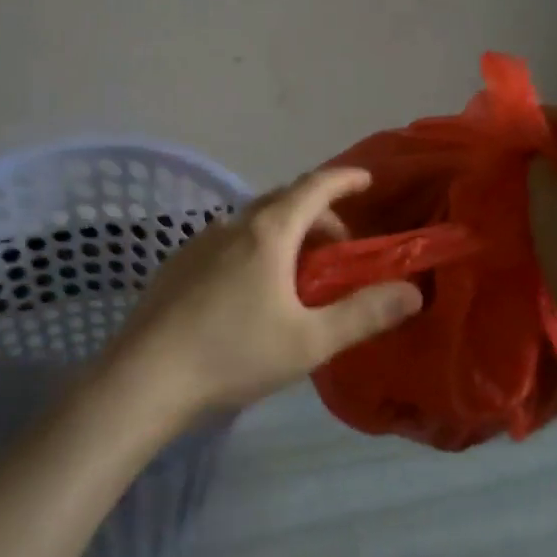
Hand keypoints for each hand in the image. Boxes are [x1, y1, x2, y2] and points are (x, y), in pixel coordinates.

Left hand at [106, 167, 422, 421]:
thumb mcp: (309, 341)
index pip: (314, 187)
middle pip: (284, 201)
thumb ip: (363, 314)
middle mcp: (232, 225)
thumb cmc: (233, 354)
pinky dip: (256, 248)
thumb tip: (412, 292)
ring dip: (286, 234)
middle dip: (319, 215)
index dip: (344, 179)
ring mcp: (200, 242)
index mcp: (268, 232)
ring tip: (299, 276)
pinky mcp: (179, 263)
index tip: (367, 180)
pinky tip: (253, 292)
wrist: (145, 377)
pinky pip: (229, 241)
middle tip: (340, 251)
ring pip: (254, 221)